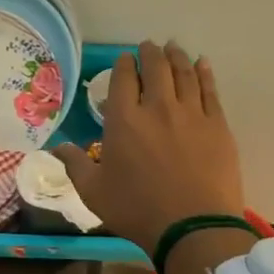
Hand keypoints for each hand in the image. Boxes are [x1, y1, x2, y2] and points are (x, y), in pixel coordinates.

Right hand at [53, 40, 244, 255]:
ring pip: (184, 74)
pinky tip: (203, 64)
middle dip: (150, 53)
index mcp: (124, 120)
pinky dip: (205, 73)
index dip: (124, 64)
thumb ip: (75, 165)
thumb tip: (56, 148)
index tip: (125, 59)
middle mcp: (157, 107)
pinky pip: (210, 90)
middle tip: (150, 46)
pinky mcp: (217, 125)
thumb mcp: (93, 191)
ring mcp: (191, 114)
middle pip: (156, 68)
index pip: (123, 78)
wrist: (193, 228)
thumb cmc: (137, 209)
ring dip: (177, 57)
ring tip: (174, 47)